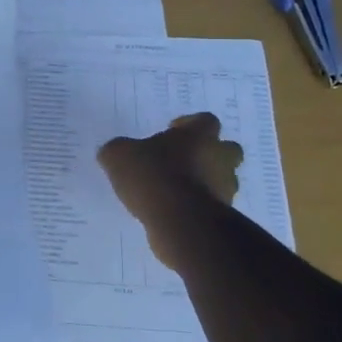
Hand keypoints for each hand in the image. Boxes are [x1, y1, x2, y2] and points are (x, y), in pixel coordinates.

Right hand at [97, 113, 242, 274]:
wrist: (179, 221)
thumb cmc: (153, 176)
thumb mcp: (118, 155)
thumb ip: (118, 150)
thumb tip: (114, 152)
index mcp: (199, 135)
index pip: (205, 120)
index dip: (189, 124)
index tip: (171, 132)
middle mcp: (219, 158)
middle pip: (227, 149)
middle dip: (209, 153)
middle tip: (183, 160)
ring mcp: (225, 189)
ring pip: (222, 179)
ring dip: (205, 182)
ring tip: (175, 190)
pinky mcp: (222, 216)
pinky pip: (211, 205)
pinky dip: (197, 206)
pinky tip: (173, 211)